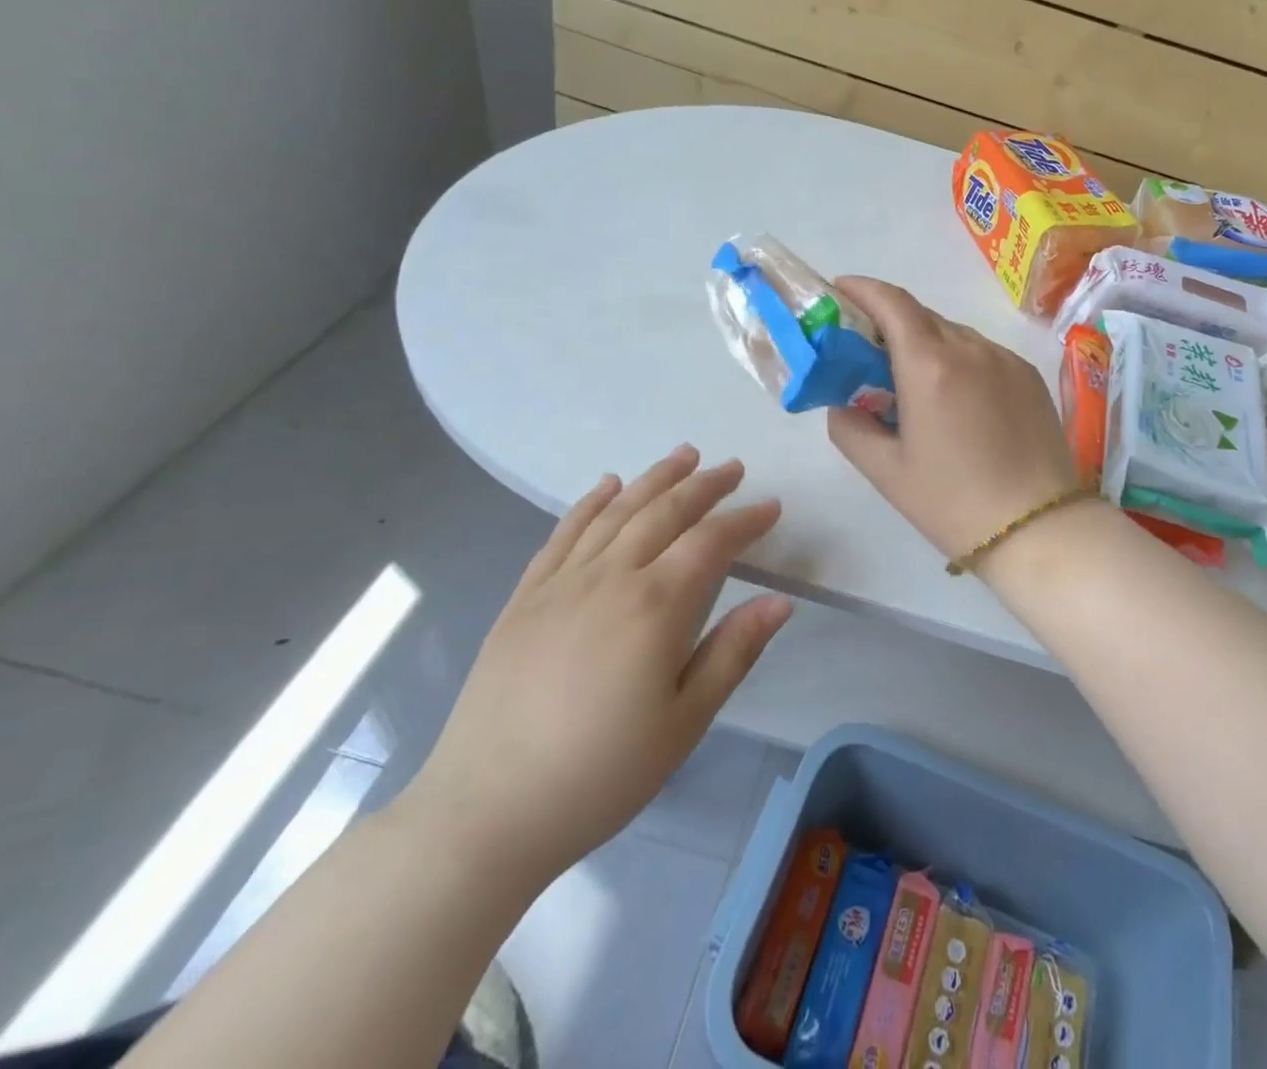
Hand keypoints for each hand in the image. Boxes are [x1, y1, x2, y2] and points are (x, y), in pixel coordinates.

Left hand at [392, 448, 791, 888]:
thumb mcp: (685, 722)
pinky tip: (607, 486)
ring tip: (683, 455)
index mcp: (655, 607)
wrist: (486, 812)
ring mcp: (561, 583)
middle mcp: (610, 578)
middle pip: (664, 512)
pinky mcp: (524, 598)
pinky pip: (562, 534)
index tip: (772, 507)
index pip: (711, 542)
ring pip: (616, 512)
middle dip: (704, 485)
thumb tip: (781, 601)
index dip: (745, 520)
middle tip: (732, 467)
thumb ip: (734, 652)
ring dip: (653, 478)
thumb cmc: (601, 772)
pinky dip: (589, 503)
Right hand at [826, 278, 1082, 564]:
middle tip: (867, 352)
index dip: (861, 289)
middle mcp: (970, 348)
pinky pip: (983, 353)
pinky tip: (956, 399)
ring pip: (954, 333)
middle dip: (888, 321)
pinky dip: (959, 360)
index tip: (838, 292)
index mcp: (930, 365)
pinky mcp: (1029, 375)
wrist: (1040, 528)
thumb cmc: (953, 503)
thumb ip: (849, 427)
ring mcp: (1005, 359)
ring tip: (913, 382)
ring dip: (925, 342)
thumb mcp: (886, 471)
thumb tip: (843, 403)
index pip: (891, 302)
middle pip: (921, 315)